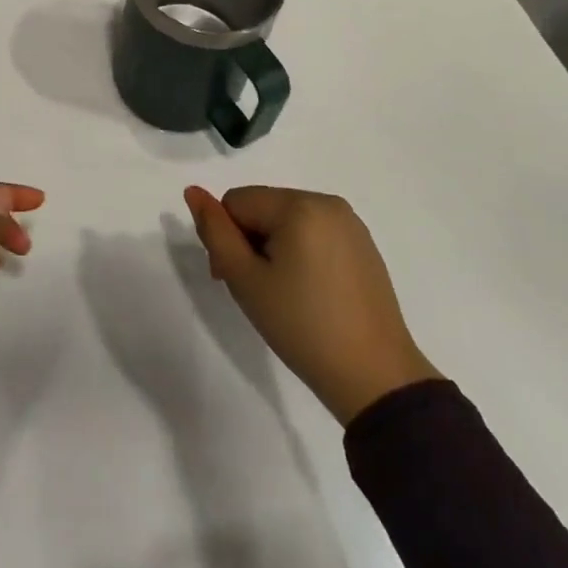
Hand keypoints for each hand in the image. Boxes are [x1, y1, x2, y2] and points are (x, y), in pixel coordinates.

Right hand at [184, 185, 438, 425]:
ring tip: (280, 294)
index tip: (231, 279)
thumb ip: (214, 231)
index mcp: (299, 205)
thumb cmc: (301, 325)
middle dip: (248, 241)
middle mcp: (327, 202)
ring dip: (272, 247)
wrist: (375, 376)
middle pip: (262, 206)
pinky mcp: (363, 244)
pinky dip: (300, 253)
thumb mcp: (245, 279)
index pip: (236, 201)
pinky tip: (307, 292)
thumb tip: (192, 191)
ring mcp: (350, 223)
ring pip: (287, 219)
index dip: (226, 238)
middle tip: (254, 291)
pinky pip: (314, 232)